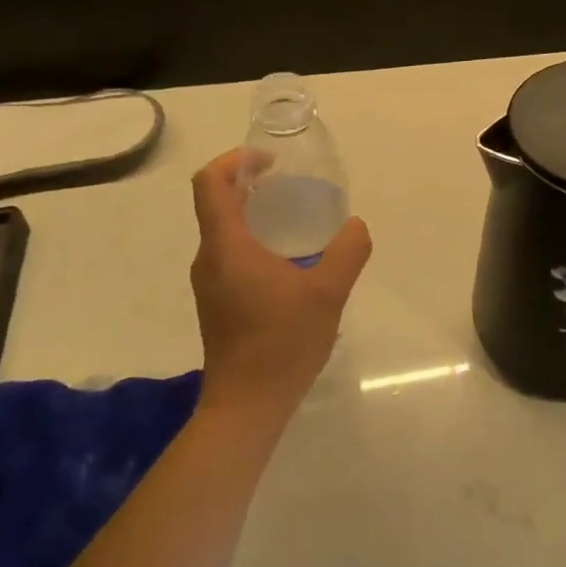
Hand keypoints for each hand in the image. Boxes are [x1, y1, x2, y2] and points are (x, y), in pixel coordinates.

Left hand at [189, 149, 372, 417]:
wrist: (247, 406)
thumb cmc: (281, 343)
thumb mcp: (327, 292)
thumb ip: (347, 251)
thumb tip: (355, 225)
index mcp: (227, 247)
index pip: (210, 184)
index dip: (235, 161)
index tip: (270, 161)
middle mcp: (210, 259)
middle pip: (217, 204)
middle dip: (251, 184)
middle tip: (293, 185)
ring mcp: (211, 284)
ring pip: (225, 231)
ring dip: (255, 214)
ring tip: (298, 219)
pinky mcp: (218, 303)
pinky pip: (231, 255)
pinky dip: (255, 241)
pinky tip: (291, 261)